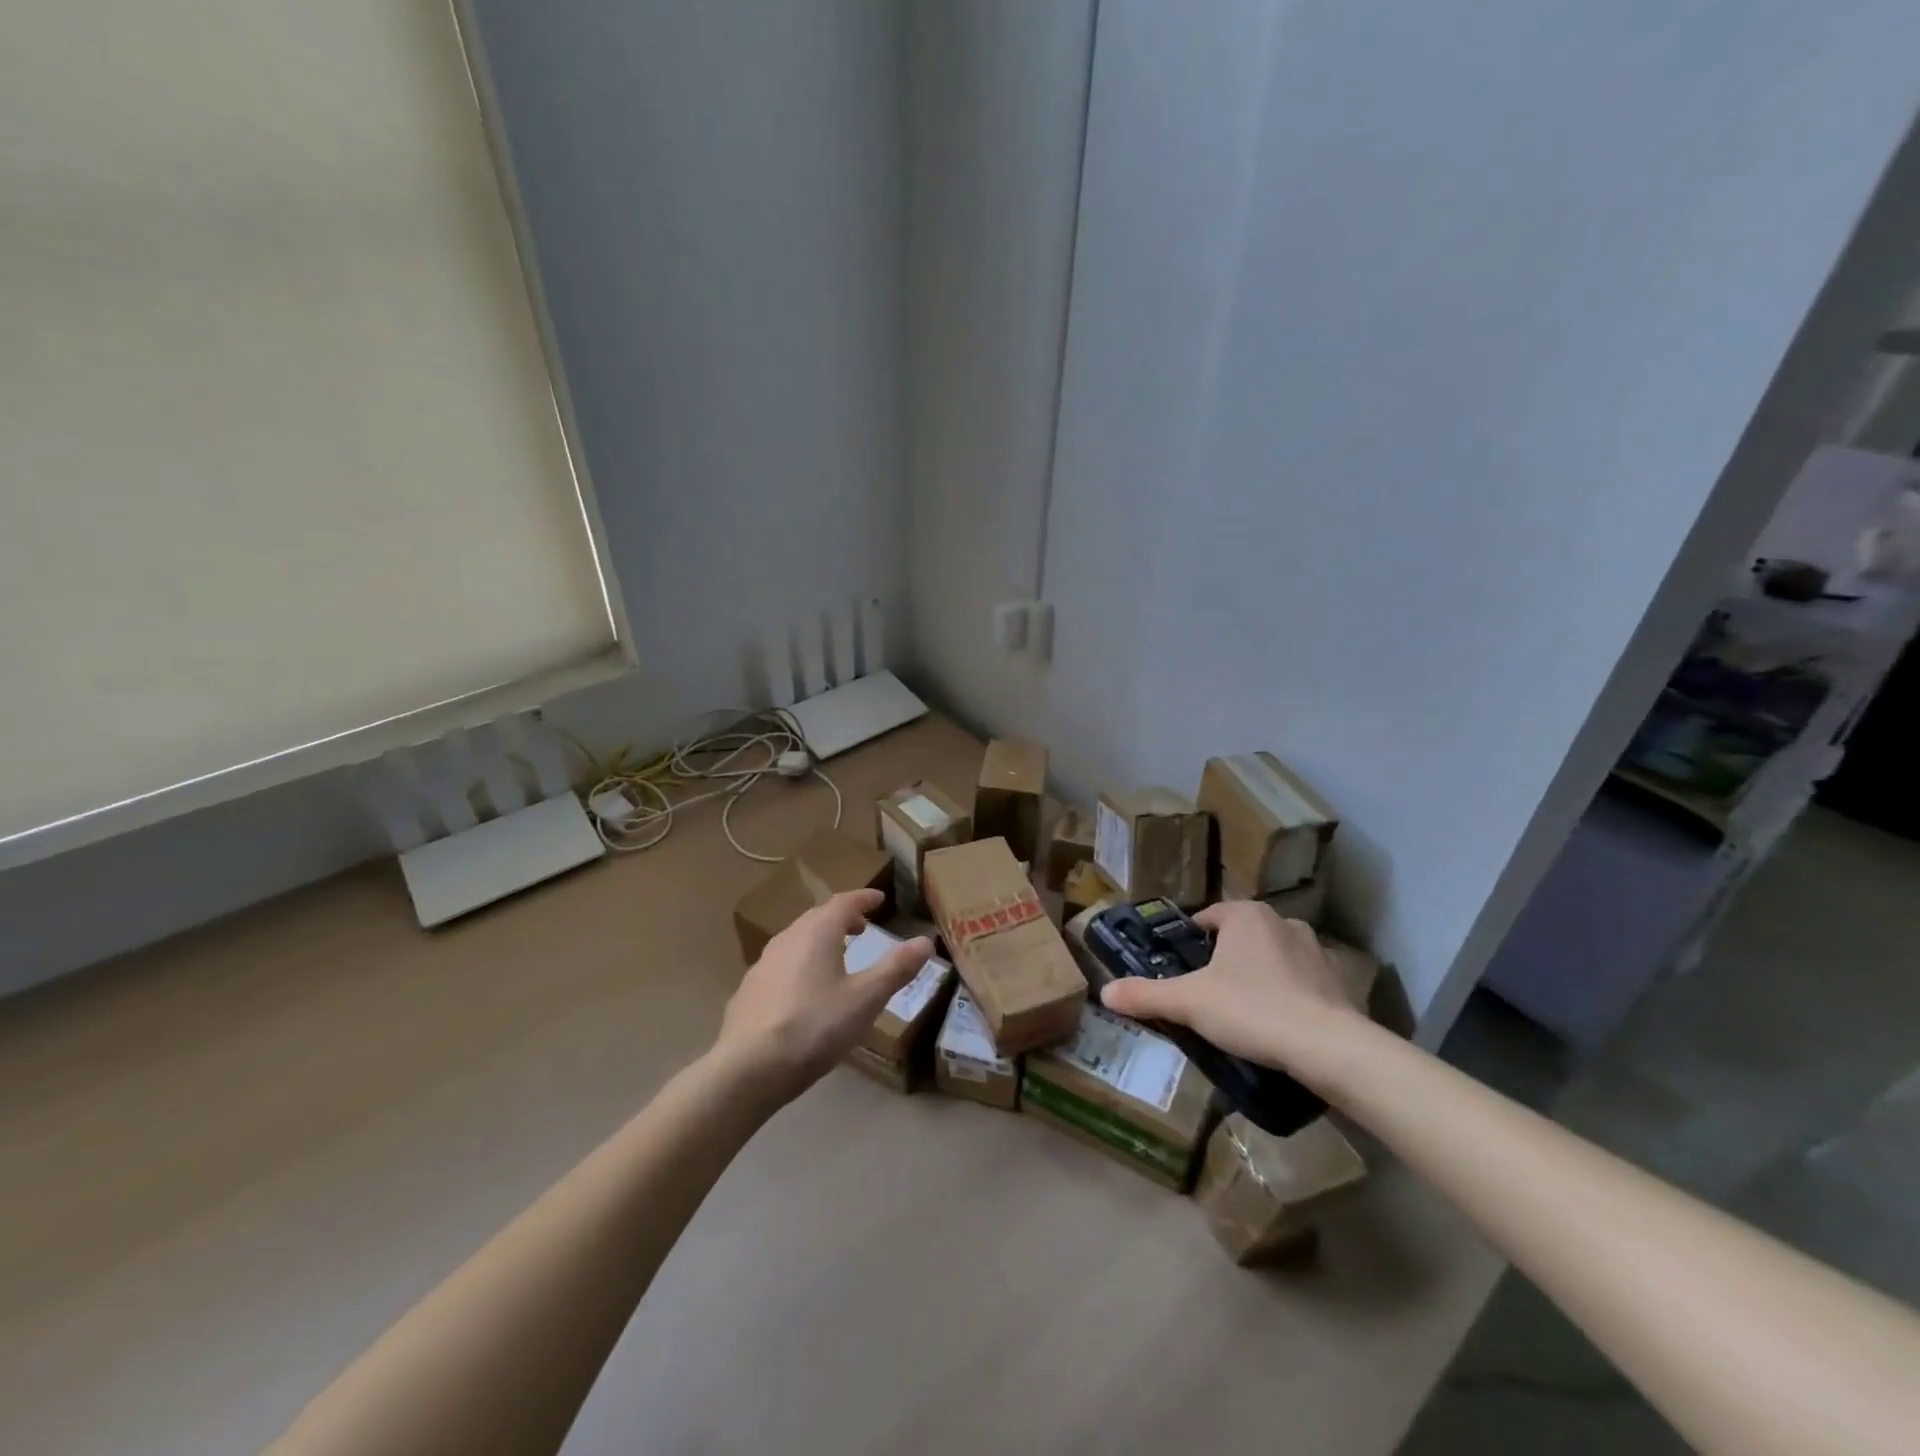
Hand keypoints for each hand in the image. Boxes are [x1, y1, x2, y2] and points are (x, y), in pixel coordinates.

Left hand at [714, 889, 931, 1102]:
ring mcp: (762, 965)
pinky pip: (779, 966)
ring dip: (818, 940)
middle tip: (861, 927)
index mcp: (817, 933)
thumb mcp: (866, 999)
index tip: (879, 899)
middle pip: (816, 918)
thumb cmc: (815, 1027)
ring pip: (795, 940)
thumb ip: (896, 968)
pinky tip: (802, 991)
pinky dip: (799, 965)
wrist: (748, 1068)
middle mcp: (787, 939)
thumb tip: (925, 940)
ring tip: (835, 957)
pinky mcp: (748, 992)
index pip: (843, 902)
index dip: (863, 898)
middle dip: (841, 917)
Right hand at [1099, 900, 1363, 1075]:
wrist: (1329, 1048)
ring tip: (1242, 1012)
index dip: (1191, 941)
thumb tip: (1105, 992)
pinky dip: (1289, 997)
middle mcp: (1283, 922)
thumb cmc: (1252, 1009)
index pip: (1208, 917)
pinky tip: (1278, 1026)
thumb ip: (1146, 995)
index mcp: (1246, 915)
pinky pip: (1302, 983)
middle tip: (1206, 993)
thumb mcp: (1188, 1003)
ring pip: (1273, 958)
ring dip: (1259, 976)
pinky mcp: (1340, 982)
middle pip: (1241, 937)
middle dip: (1225, 960)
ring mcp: (1317, 951)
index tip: (1181, 968)